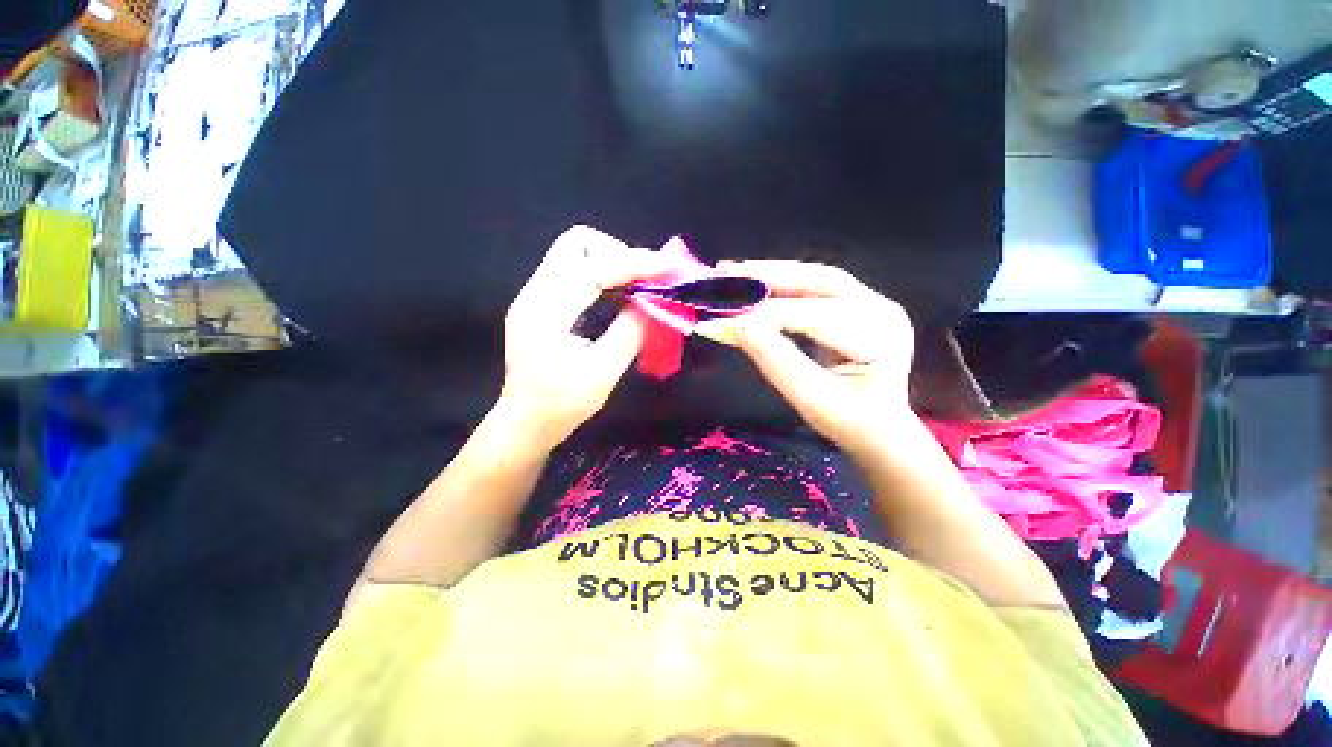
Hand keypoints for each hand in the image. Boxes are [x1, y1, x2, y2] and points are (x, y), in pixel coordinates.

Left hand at [500, 225, 669, 451]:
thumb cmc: (562, 405)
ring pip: (576, 252)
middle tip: (647, 280)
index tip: (668, 268)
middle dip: (619, 254)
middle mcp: (535, 293)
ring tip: (640, 286)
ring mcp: (535, 295)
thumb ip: (630, 333)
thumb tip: (654, 301)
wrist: (524, 422)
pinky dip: (603, 274)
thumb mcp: (603, 373)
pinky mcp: (542, 301)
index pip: (592, 268)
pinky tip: (620, 294)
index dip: (634, 264)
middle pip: (577, 243)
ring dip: (613, 262)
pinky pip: (575, 270)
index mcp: (545, 313)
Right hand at [696, 260, 914, 453]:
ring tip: (734, 271)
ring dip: (772, 273)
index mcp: (878, 337)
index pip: (810, 316)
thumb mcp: (811, 399)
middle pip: (818, 280)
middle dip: (767, 276)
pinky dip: (783, 285)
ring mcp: (873, 303)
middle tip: (724, 271)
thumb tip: (731, 326)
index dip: (760, 314)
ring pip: (816, 277)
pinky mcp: (857, 304)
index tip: (714, 317)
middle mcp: (881, 309)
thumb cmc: (849, 423)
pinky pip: (816, 287)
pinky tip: (757, 283)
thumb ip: (774, 360)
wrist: (880, 430)